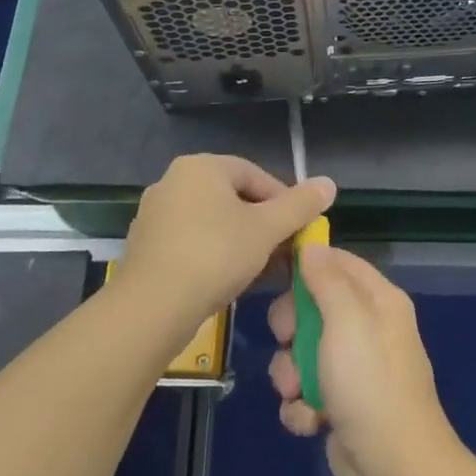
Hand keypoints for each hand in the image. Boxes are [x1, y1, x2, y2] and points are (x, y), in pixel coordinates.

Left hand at [120, 155, 335, 341]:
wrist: (152, 307)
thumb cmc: (215, 255)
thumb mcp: (267, 229)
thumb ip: (300, 205)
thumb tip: (329, 183)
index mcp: (201, 167)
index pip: (255, 175)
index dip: (284, 201)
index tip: (300, 229)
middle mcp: (173, 182)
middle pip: (233, 198)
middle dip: (263, 224)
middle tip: (284, 251)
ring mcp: (155, 215)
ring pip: (212, 222)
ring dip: (241, 241)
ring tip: (262, 269)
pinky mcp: (146, 246)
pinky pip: (191, 242)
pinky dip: (214, 255)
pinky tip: (230, 281)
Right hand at [268, 245, 458, 475]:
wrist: (393, 466)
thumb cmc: (369, 383)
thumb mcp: (347, 321)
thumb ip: (327, 280)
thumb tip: (312, 246)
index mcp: (378, 301)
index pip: (339, 263)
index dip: (307, 263)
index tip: (274, 271)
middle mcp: (367, 329)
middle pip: (312, 308)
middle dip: (291, 329)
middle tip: (287, 341)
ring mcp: (353, 369)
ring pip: (301, 353)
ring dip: (291, 375)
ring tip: (299, 392)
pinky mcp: (339, 405)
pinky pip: (305, 392)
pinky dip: (301, 407)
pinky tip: (310, 421)